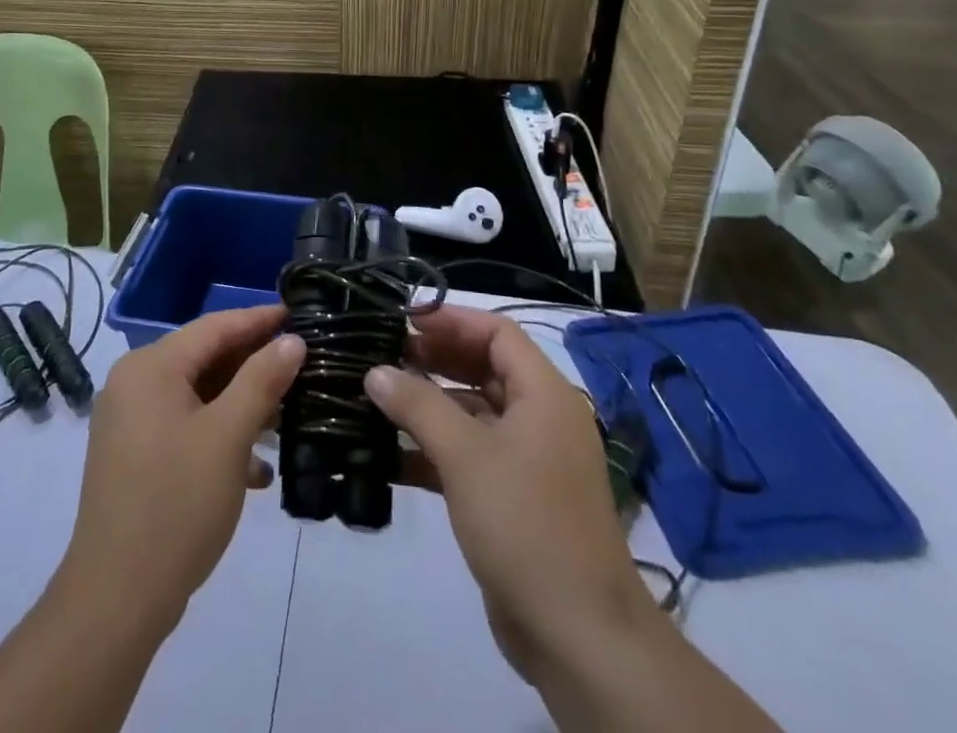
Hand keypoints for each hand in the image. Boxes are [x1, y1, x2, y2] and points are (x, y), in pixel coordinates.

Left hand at [58, 307, 304, 630]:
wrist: (117, 598)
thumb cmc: (176, 505)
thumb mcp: (228, 437)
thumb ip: (261, 381)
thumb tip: (291, 341)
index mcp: (150, 367)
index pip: (214, 327)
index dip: (258, 320)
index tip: (299, 314)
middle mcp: (134, 383)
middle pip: (204, 358)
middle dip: (253, 363)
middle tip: (301, 363)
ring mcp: (131, 421)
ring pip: (197, 394)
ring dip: (240, 403)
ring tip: (288, 412)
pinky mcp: (135, 455)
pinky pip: (185, 425)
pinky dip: (219, 434)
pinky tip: (257, 467)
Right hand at [364, 307, 644, 682]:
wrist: (580, 637)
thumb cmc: (526, 524)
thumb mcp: (466, 456)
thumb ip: (418, 406)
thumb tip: (376, 371)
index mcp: (544, 395)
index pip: (497, 333)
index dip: (452, 320)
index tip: (404, 320)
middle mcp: (540, 418)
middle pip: (484, 369)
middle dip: (436, 359)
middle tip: (384, 354)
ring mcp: (529, 461)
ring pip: (474, 413)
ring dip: (430, 405)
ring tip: (379, 397)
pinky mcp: (513, 498)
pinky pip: (471, 456)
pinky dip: (435, 450)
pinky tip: (390, 455)